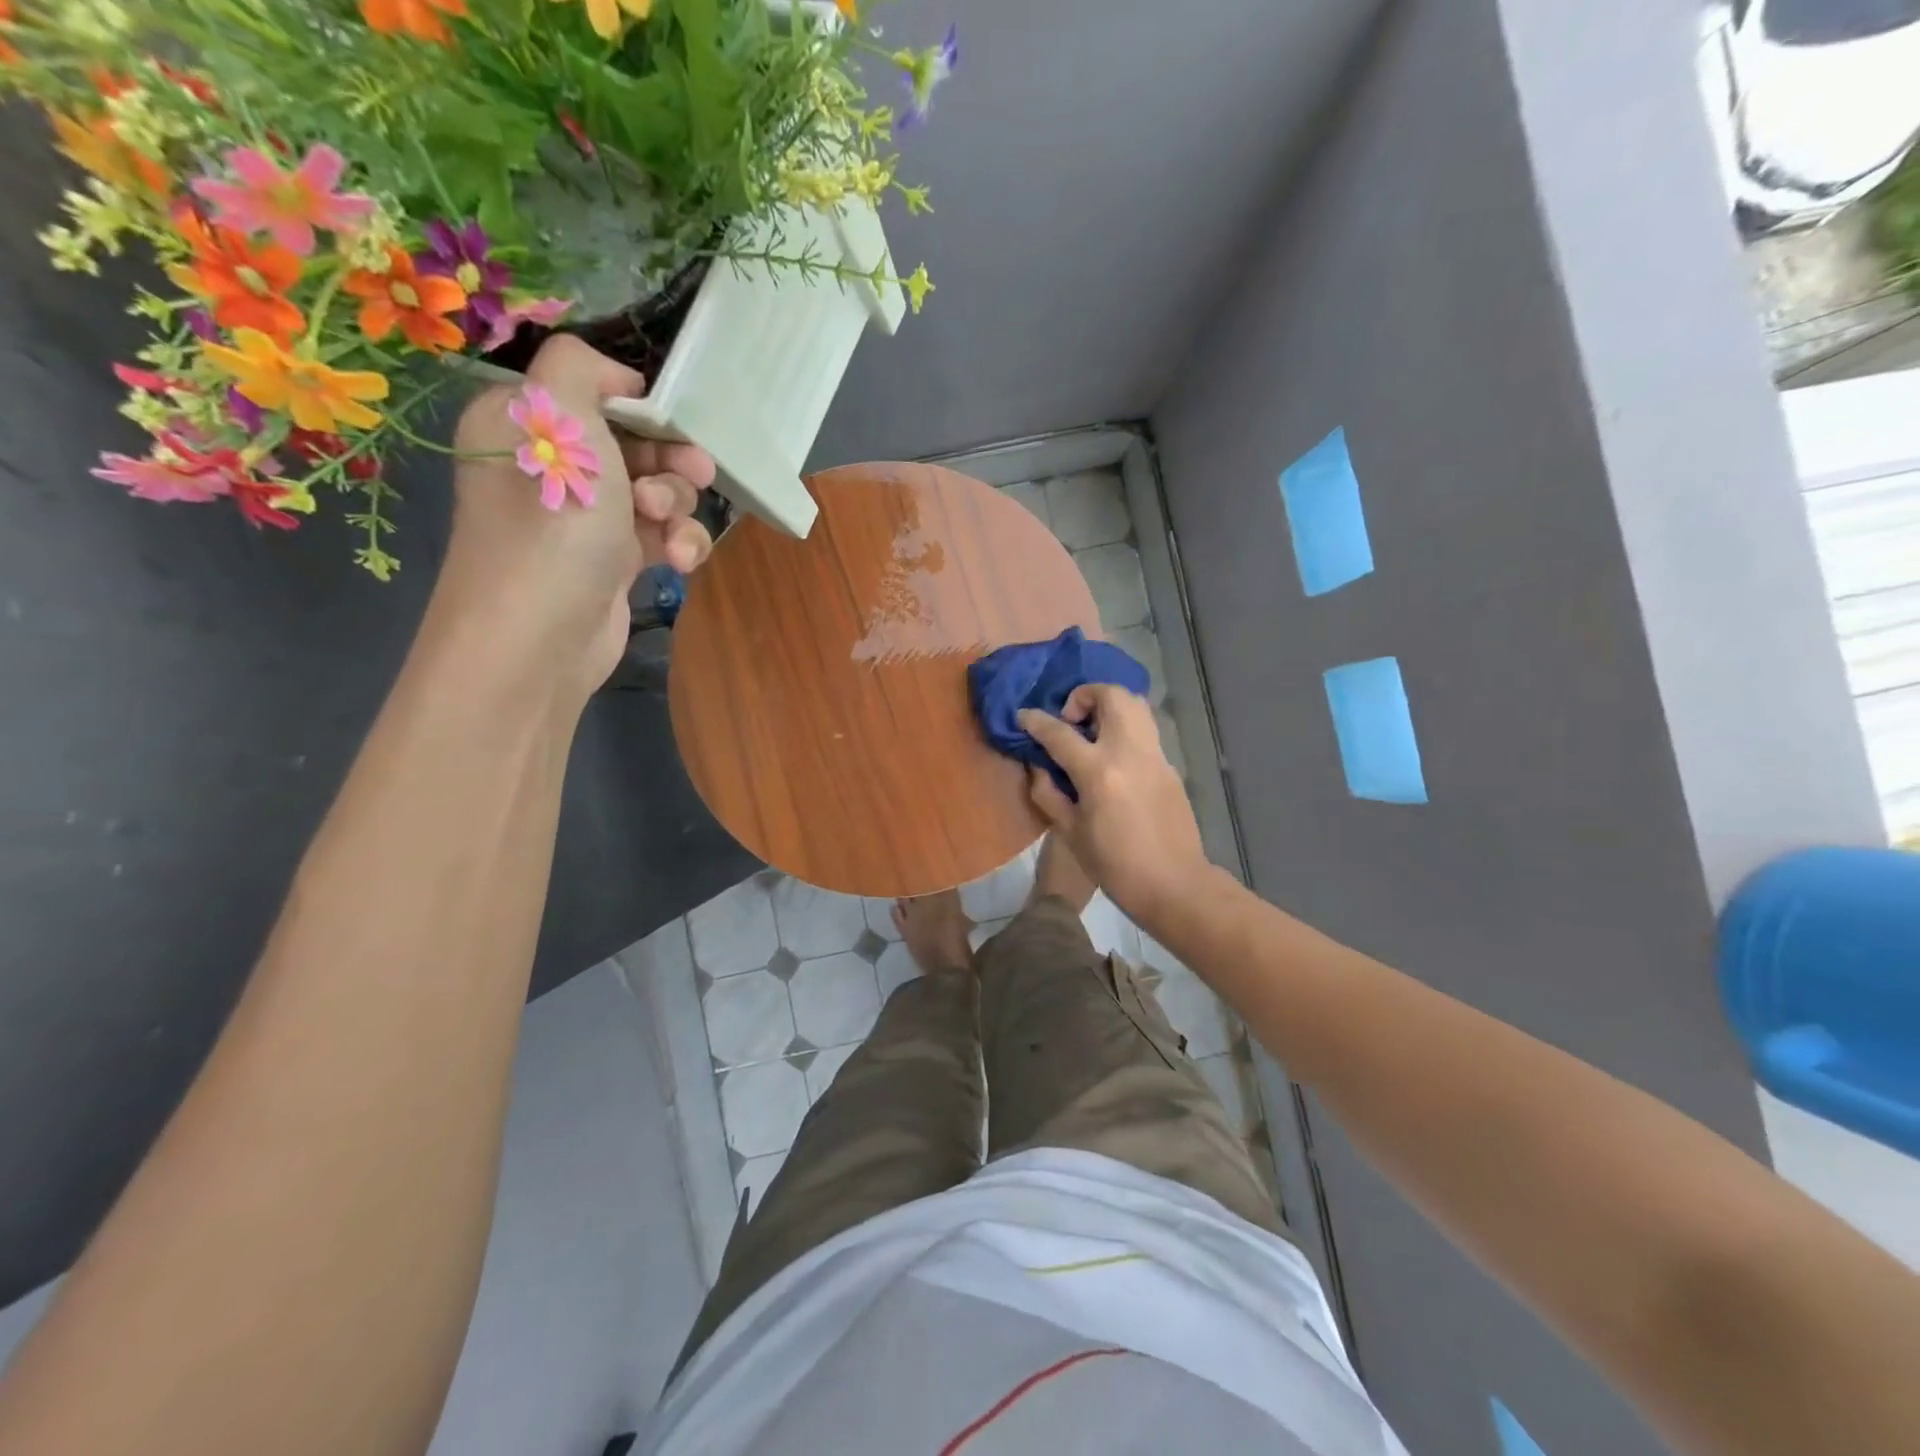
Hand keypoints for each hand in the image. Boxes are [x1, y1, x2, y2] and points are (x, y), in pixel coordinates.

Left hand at [436, 335, 717, 700]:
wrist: (542, 633)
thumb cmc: (552, 519)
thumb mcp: (561, 418)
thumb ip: (580, 367)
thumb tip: (617, 378)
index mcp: (523, 423)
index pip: (592, 394)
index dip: (639, 406)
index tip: (672, 422)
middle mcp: (552, 467)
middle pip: (635, 444)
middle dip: (670, 460)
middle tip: (696, 472)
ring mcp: (585, 519)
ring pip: (657, 492)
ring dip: (678, 508)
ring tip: (667, 530)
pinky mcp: (613, 562)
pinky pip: (661, 537)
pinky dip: (679, 544)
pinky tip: (680, 561)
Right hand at [1018, 686, 1211, 922]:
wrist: (1174, 884)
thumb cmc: (1115, 866)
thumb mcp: (1070, 833)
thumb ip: (1048, 794)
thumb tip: (1038, 767)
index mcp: (1099, 772)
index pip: (1060, 733)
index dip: (1036, 721)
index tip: (1023, 716)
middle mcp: (1129, 752)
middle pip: (1110, 696)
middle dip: (1084, 695)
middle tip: (1070, 720)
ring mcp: (1155, 755)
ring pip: (1135, 704)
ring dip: (1109, 705)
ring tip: (1092, 730)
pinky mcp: (1169, 765)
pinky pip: (1145, 729)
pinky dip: (1125, 727)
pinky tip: (1113, 755)